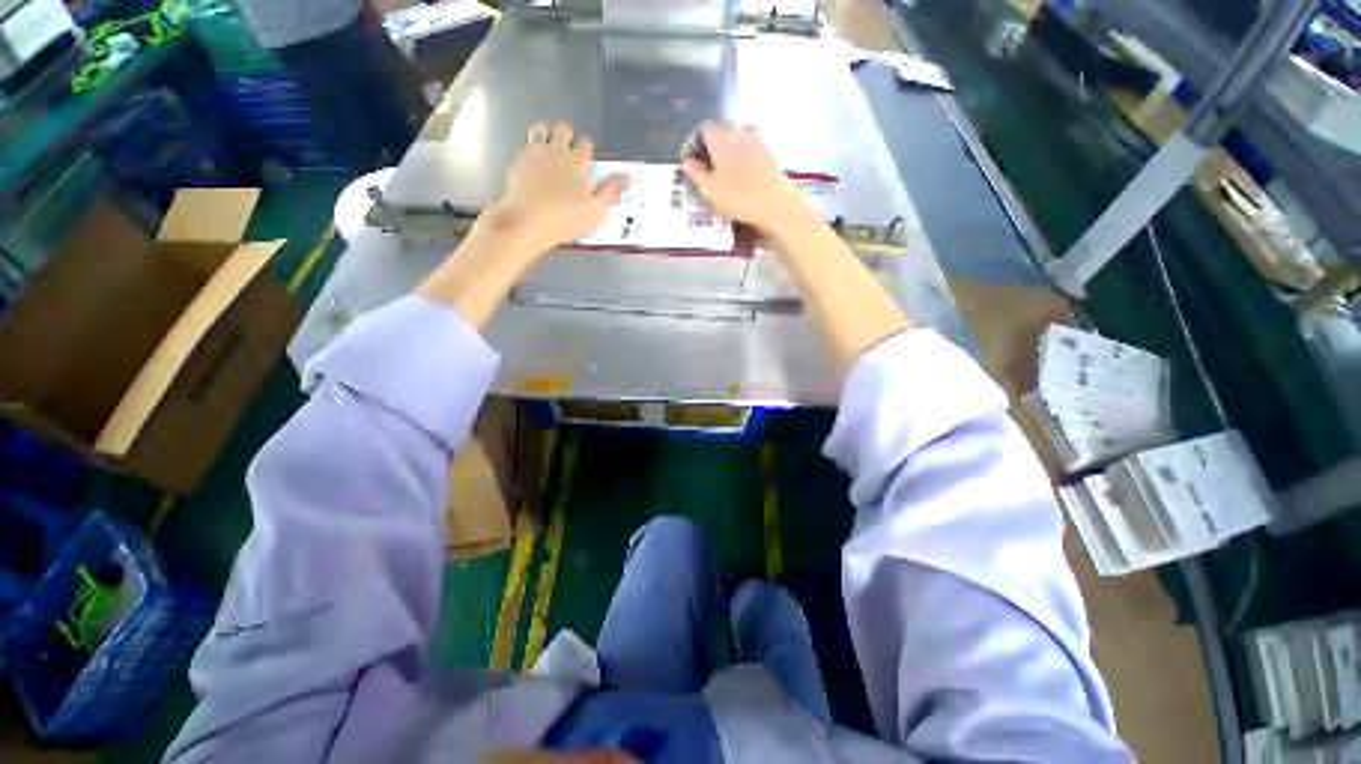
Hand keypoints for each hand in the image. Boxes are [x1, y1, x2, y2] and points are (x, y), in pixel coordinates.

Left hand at [483, 122, 628, 255]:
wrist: (526, 223)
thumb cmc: (566, 218)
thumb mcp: (596, 210)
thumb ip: (611, 191)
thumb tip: (628, 177)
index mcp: (577, 160)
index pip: (586, 144)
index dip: (588, 152)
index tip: (589, 164)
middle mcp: (555, 149)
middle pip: (563, 129)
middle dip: (568, 138)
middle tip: (570, 157)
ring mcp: (533, 153)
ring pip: (540, 131)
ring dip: (547, 139)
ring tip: (551, 157)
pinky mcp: (516, 162)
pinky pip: (526, 149)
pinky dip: (532, 155)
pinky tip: (534, 171)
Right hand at [680, 122, 819, 235]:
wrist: (776, 204)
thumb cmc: (738, 196)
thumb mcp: (709, 189)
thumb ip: (695, 173)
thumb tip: (687, 163)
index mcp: (722, 137)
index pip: (703, 129)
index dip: (692, 143)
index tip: (688, 161)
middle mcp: (740, 132)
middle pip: (721, 132)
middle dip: (710, 147)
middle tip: (703, 168)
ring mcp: (759, 142)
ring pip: (737, 141)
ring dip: (727, 153)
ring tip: (722, 174)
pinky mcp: (771, 156)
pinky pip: (750, 151)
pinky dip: (741, 160)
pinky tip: (740, 179)